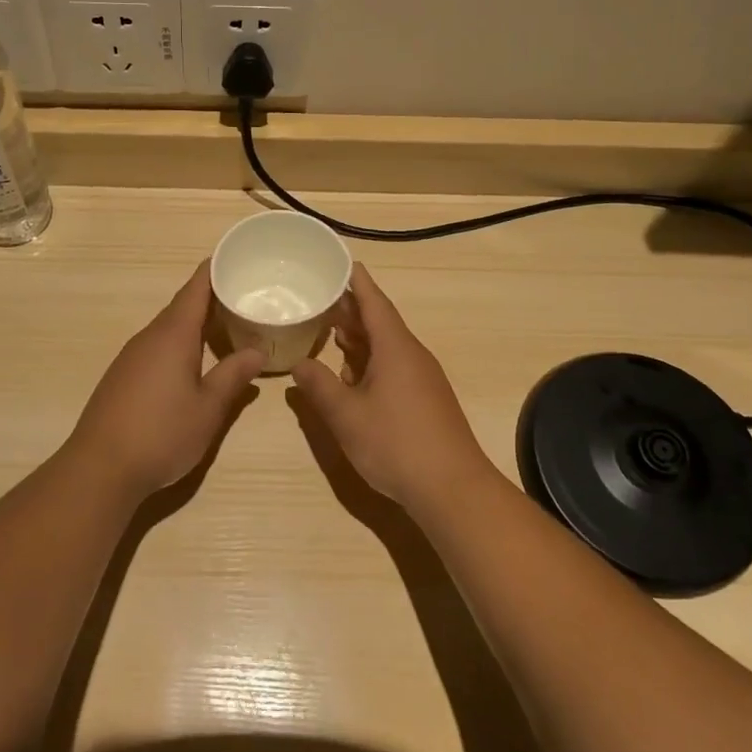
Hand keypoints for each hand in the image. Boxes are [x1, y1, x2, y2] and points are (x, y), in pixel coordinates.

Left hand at [61, 262, 265, 499]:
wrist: (100, 468)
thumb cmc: (162, 433)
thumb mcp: (209, 408)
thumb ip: (233, 376)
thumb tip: (257, 352)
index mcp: (173, 334)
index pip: (196, 289)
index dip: (214, 269)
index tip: (235, 256)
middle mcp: (149, 337)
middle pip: (182, 306)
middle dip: (210, 298)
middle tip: (244, 295)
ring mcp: (131, 357)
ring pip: (168, 328)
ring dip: (195, 323)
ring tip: (226, 326)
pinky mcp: (122, 376)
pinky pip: (156, 346)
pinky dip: (179, 343)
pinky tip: (193, 361)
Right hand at [291, 263, 496, 511]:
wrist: (452, 489)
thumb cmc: (396, 444)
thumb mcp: (347, 416)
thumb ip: (319, 386)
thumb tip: (299, 364)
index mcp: (395, 348)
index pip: (375, 303)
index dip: (357, 282)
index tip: (343, 262)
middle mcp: (412, 356)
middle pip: (380, 323)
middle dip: (351, 311)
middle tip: (321, 299)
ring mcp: (422, 379)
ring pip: (386, 347)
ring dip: (359, 339)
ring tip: (329, 332)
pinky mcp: (425, 400)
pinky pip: (393, 367)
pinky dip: (369, 362)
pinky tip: (351, 376)